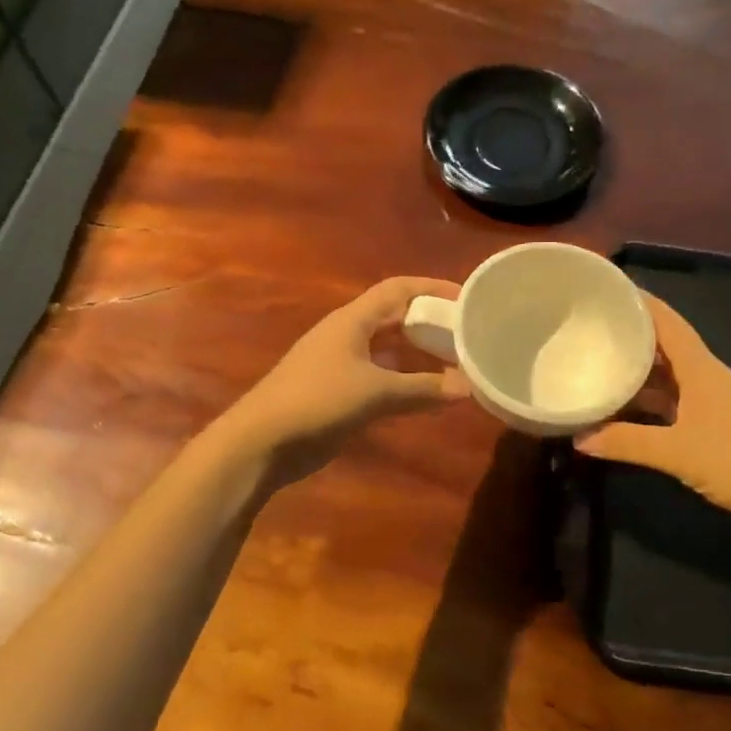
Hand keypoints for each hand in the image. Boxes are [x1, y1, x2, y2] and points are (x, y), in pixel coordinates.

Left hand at [221, 277, 469, 483]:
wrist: (261, 442)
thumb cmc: (317, 401)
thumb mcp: (375, 392)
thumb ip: (422, 388)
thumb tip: (468, 387)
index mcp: (353, 320)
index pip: (398, 289)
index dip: (432, 288)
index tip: (467, 297)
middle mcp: (348, 335)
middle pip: (396, 318)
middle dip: (430, 323)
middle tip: (468, 334)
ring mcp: (342, 364)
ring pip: (390, 350)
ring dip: (420, 355)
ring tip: (457, 364)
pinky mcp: (339, 393)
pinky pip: (381, 378)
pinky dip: (406, 382)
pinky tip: (428, 395)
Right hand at [575, 294, 730, 531]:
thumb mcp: (677, 452)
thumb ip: (626, 443)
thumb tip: (578, 438)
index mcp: (699, 367)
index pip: (665, 321)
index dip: (639, 301)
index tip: (606, 289)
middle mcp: (704, 376)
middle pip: (663, 345)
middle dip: (629, 334)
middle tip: (589, 328)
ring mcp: (710, 401)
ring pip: (666, 376)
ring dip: (637, 370)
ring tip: (597, 364)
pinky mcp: (712, 425)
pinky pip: (671, 402)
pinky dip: (647, 401)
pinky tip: (623, 409)